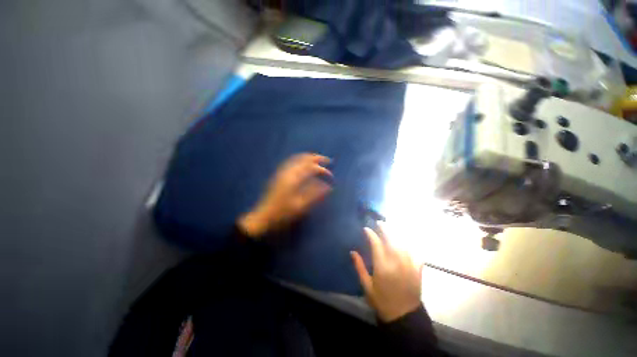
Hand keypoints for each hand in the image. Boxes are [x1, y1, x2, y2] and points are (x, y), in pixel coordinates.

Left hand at [238, 153, 332, 237]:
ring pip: (297, 158)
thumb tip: (328, 187)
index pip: (311, 168)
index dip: (323, 170)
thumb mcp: (301, 206)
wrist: (263, 217)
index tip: (331, 176)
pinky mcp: (278, 175)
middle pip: (304, 159)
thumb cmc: (283, 213)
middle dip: (317, 158)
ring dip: (308, 157)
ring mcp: (282, 172)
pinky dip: (300, 159)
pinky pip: (291, 161)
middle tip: (327, 160)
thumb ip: (315, 194)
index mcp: (294, 179)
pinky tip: (302, 163)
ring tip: (317, 160)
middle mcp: (288, 172)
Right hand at [350, 223, 422, 322]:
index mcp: (382, 266)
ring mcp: (409, 266)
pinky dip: (411, 245)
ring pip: (403, 244)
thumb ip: (359, 267)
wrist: (404, 317)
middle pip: (391, 240)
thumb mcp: (367, 286)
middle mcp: (397, 263)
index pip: (376, 244)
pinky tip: (406, 240)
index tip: (366, 229)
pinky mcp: (417, 270)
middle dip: (385, 228)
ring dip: (396, 233)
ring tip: (391, 227)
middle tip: (379, 222)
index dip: (371, 234)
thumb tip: (353, 252)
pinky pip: (415, 253)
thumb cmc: (382, 301)